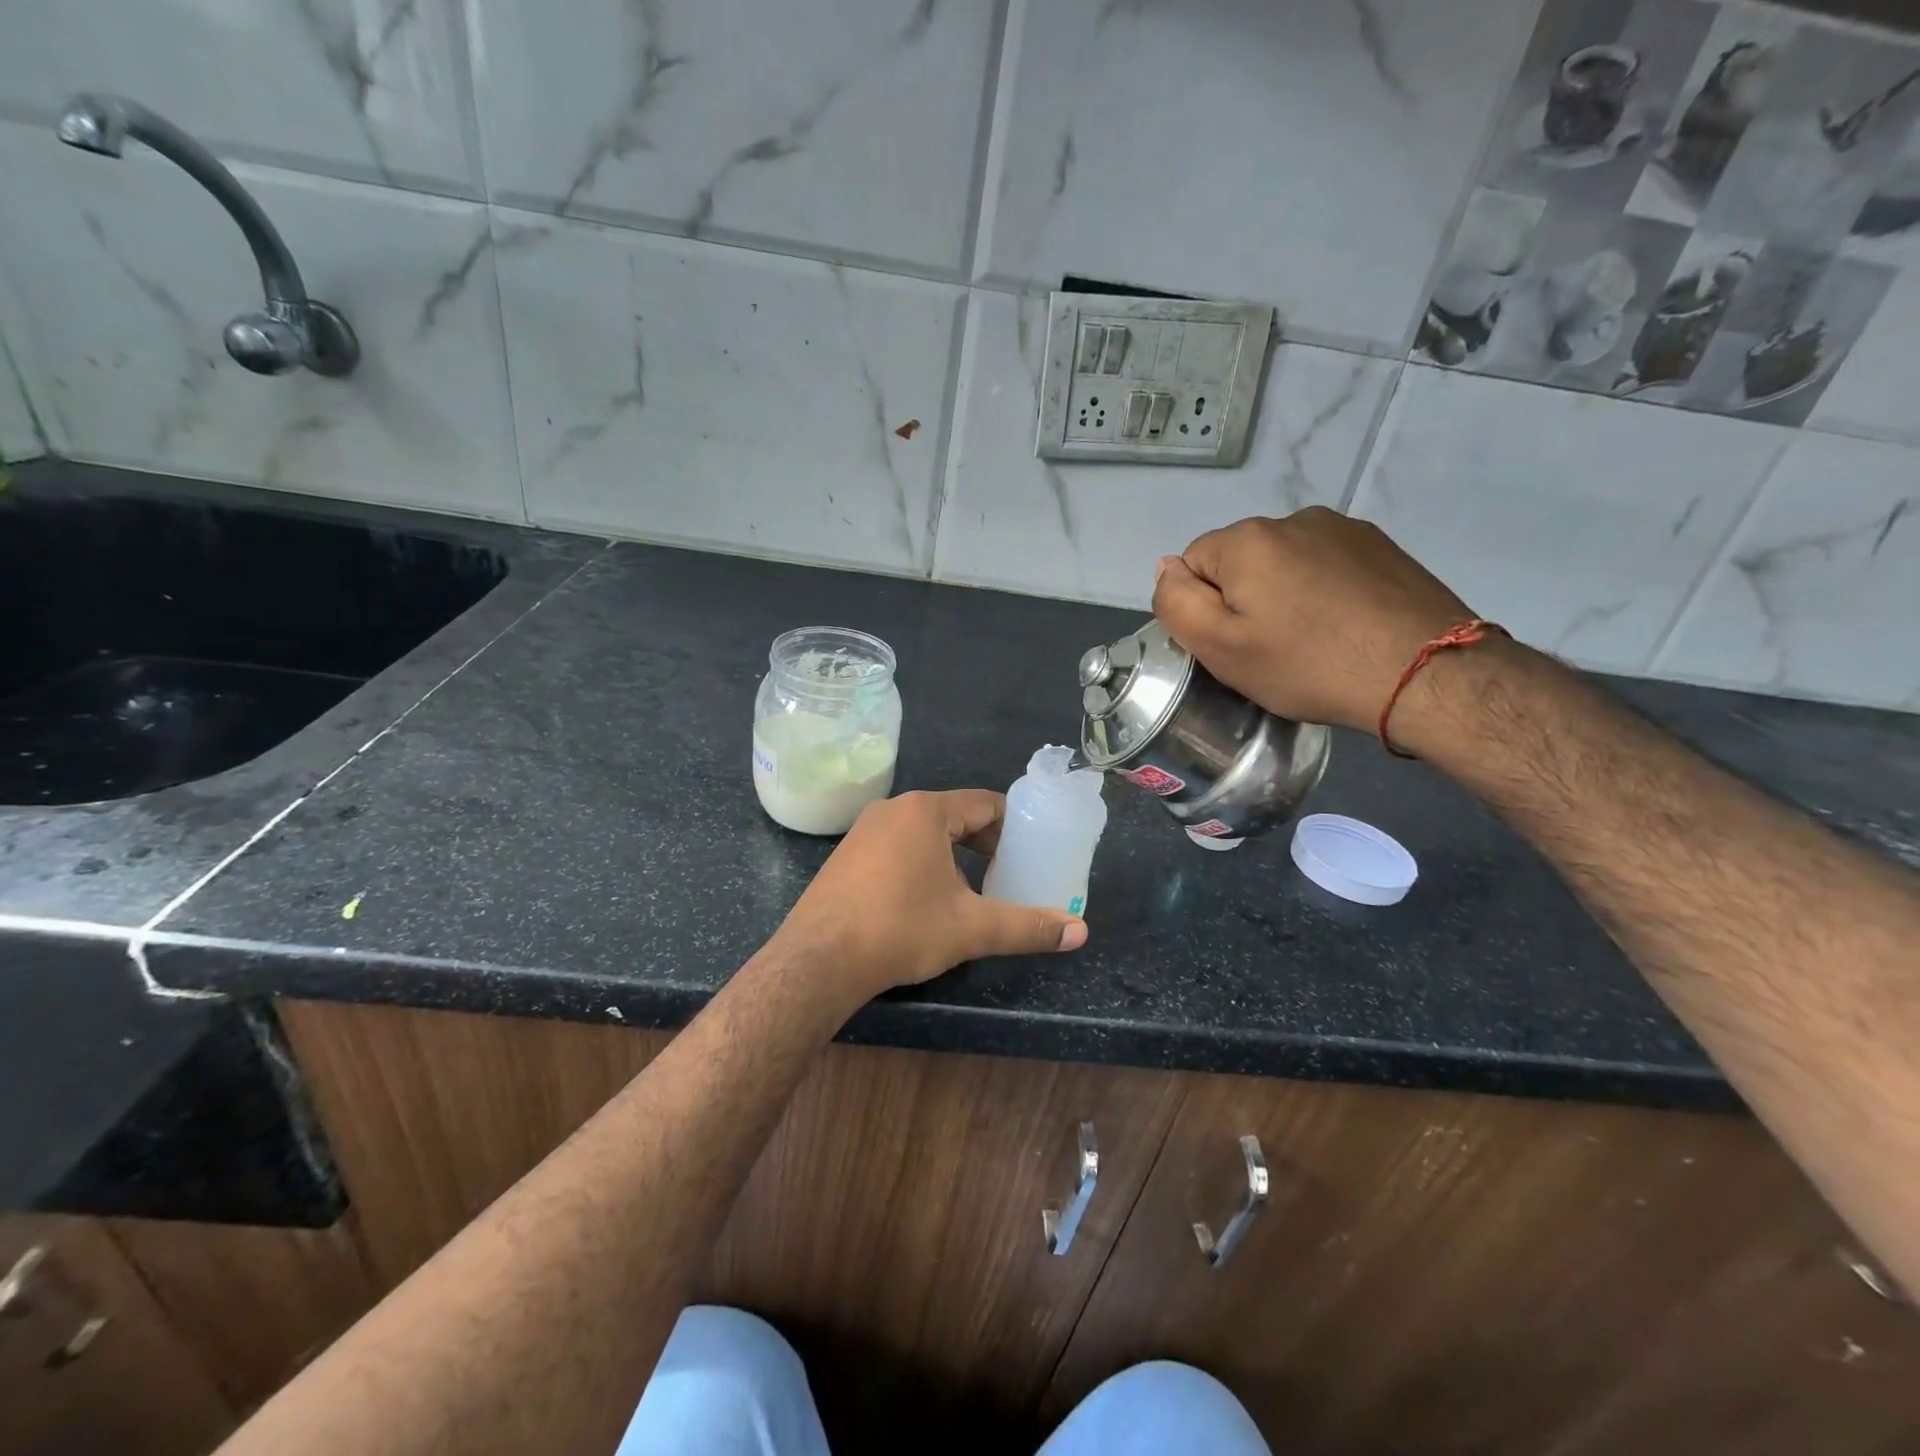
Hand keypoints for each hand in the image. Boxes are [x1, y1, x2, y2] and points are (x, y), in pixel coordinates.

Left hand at [772, 789, 1087, 1005]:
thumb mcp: (971, 929)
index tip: (1032, 850)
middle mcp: (893, 810)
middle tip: (1008, 873)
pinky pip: (896, 847)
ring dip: (952, 855)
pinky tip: (925, 900)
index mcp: (926, 812)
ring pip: (923, 833)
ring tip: (972, 889)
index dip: (1013, 826)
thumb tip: (1081, 933)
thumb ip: (1027, 927)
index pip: (984, 804)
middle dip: (984, 843)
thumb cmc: (901, 929)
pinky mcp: (845, 856)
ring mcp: (863, 831)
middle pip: (954, 816)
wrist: (818, 960)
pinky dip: (921, 863)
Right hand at [1151, 509, 1477, 741]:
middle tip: (1270, 648)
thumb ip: (1177, 603)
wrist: (1425, 672)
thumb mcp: (1221, 648)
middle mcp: (1292, 519)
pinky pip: (1325, 565)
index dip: (1204, 608)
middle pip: (1239, 560)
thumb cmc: (1308, 665)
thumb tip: (1165, 567)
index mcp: (1246, 539)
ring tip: (1311, 638)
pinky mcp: (1379, 545)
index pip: (1192, 564)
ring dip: (1283, 592)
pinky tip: (1343, 625)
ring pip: (1283, 562)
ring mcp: (1342, 528)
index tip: (1233, 643)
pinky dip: (1322, 590)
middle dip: (1243, 598)